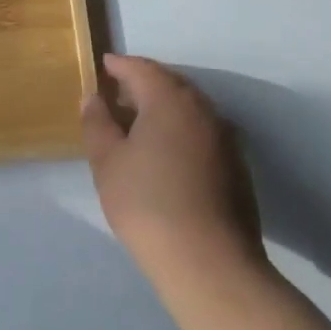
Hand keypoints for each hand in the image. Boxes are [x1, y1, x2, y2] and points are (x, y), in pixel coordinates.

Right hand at [82, 55, 268, 292]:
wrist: (210, 264)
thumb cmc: (148, 204)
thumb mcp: (107, 162)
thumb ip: (97, 123)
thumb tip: (94, 98)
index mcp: (170, 100)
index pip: (142, 69)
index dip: (120, 65)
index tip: (103, 65)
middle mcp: (203, 110)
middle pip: (170, 84)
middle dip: (143, 83)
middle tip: (117, 93)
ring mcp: (225, 138)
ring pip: (189, 108)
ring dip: (163, 107)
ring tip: (137, 123)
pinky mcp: (236, 167)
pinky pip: (201, 131)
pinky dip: (180, 129)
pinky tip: (165, 153)